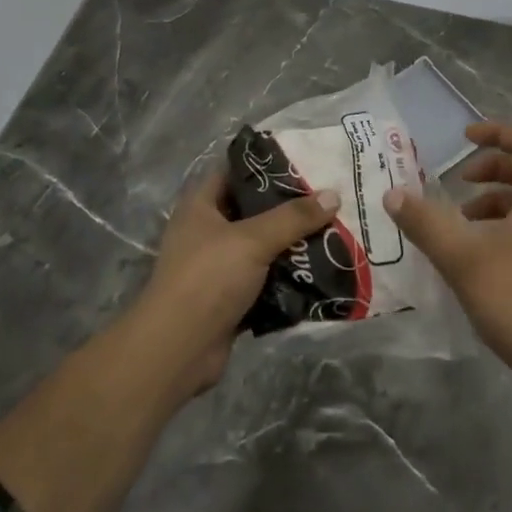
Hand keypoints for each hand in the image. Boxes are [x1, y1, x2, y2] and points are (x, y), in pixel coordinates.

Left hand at [128, 171, 339, 397]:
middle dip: (289, 207)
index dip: (266, 165)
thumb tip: (333, 195)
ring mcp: (219, 267)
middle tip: (328, 197)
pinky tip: (320, 269)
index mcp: (201, 206)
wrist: (178, 350)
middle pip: (253, 210)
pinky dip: (288, 277)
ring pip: (263, 247)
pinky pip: (266, 280)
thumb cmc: (208, 278)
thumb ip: (293, 217)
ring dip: (292, 243)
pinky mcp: (231, 298)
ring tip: (334, 230)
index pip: (234, 172)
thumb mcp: (252, 239)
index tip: (304, 161)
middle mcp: (207, 232)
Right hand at [381, 122, 511, 378]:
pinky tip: (479, 259)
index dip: (496, 132)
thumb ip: (426, 224)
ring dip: (493, 203)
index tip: (465, 138)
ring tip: (461, 224)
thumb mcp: (461, 259)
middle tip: (458, 183)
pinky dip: (502, 229)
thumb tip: (393, 194)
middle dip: (490, 169)